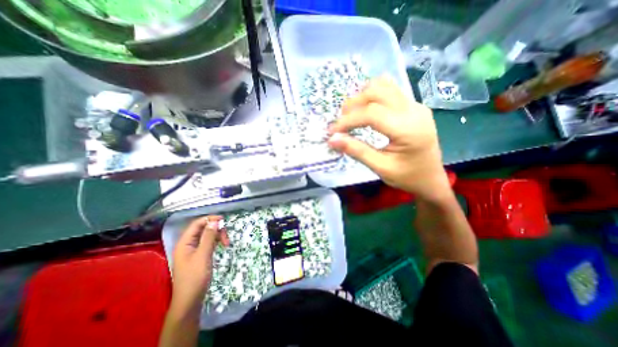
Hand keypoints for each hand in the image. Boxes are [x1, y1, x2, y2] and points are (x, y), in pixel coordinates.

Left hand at [171, 215, 228, 314]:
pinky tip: (222, 246)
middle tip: (226, 238)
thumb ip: (209, 237)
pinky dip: (216, 242)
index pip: (197, 224)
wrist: (190, 301)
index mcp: (185, 243)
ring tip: (227, 244)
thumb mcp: (203, 255)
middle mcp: (188, 244)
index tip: (224, 220)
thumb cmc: (195, 277)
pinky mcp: (199, 255)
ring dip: (218, 236)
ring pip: (208, 236)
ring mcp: (193, 250)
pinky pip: (208, 243)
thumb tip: (214, 221)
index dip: (210, 219)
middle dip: (216, 230)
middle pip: (203, 229)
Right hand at [328, 76, 448, 199]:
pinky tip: (366, 111)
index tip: (332, 132)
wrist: (431, 179)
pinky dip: (372, 96)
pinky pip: (390, 91)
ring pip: (384, 86)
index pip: (372, 114)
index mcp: (408, 129)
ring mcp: (416, 105)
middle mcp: (414, 110)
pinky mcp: (414, 106)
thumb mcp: (380, 168)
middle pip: (377, 91)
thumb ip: (356, 151)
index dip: (348, 120)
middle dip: (353, 104)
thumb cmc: (407, 177)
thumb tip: (332, 139)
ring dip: (362, 97)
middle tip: (341, 122)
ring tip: (352, 115)